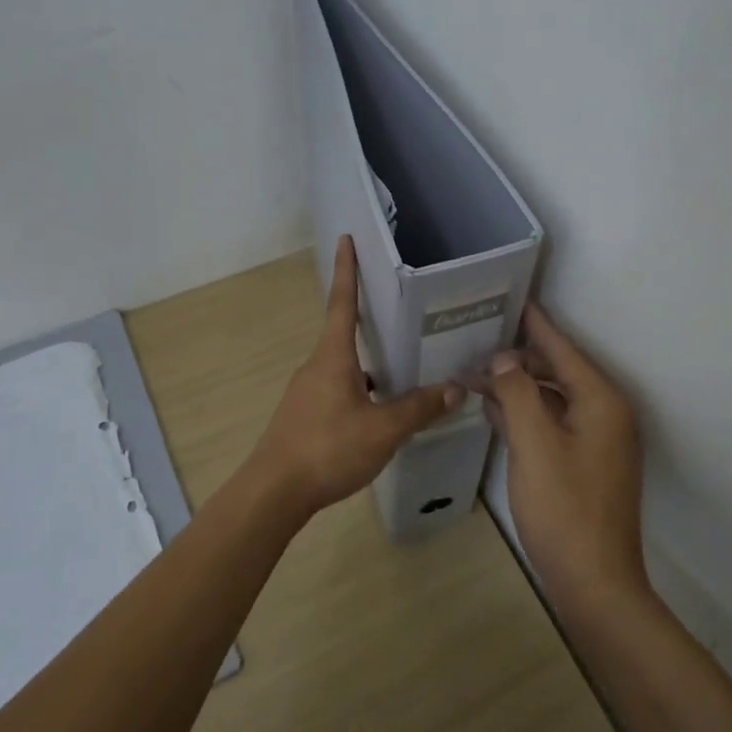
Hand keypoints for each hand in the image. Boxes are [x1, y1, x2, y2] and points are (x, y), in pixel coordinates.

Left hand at [242, 237, 464, 521]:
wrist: (274, 492)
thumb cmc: (327, 449)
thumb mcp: (383, 429)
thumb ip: (419, 408)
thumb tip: (456, 388)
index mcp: (333, 357)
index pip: (342, 303)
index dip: (347, 270)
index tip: (346, 239)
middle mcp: (317, 366)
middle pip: (344, 333)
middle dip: (368, 318)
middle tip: (400, 309)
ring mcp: (307, 392)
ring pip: (343, 366)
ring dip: (368, 362)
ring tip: (402, 365)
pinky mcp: (304, 416)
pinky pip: (338, 389)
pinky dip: (360, 389)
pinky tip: (379, 410)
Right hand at [484, 304, 649, 606]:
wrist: (594, 583)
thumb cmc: (564, 508)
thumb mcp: (535, 444)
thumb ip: (518, 394)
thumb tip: (505, 359)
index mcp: (600, 401)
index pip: (562, 348)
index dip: (534, 323)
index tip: (509, 296)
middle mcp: (605, 413)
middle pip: (557, 371)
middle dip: (516, 360)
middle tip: (474, 348)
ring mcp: (597, 441)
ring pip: (552, 399)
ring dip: (517, 388)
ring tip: (476, 375)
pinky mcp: (585, 463)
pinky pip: (552, 424)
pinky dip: (526, 415)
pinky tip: (494, 411)